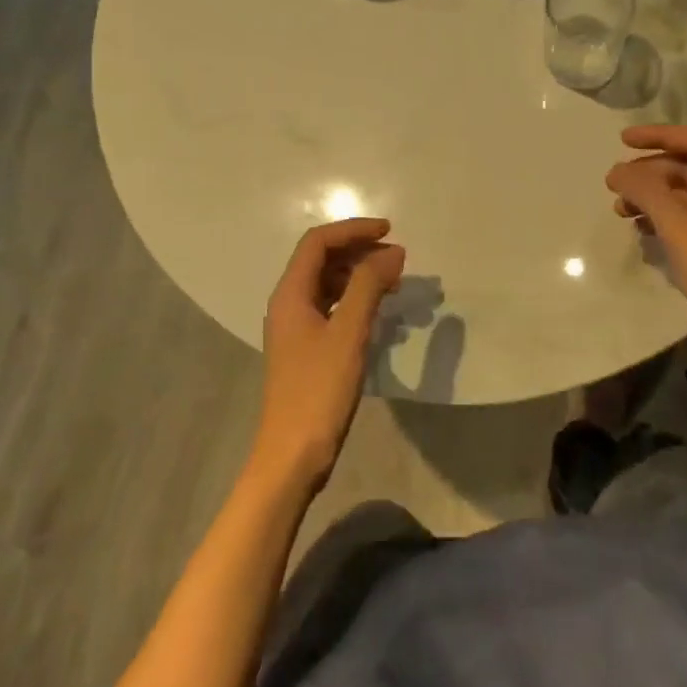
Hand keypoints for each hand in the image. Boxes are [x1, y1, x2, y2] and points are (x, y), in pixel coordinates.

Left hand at [253, 218, 404, 491]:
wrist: (292, 456)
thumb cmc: (319, 391)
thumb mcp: (348, 333)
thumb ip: (368, 286)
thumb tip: (393, 252)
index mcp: (290, 293)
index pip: (318, 242)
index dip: (354, 230)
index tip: (390, 231)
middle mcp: (288, 303)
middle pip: (322, 259)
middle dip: (359, 250)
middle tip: (398, 258)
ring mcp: (296, 327)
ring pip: (328, 284)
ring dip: (360, 275)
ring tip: (395, 282)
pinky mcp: (306, 348)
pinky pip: (332, 307)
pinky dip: (356, 300)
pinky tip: (379, 312)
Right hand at [606, 125, 686, 353]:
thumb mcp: (680, 231)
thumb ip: (648, 193)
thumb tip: (618, 170)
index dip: (659, 135)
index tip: (622, 141)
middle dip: (649, 171)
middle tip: (613, 186)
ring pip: (686, 195)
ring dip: (652, 196)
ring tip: (620, 211)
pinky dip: (663, 218)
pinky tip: (641, 232)